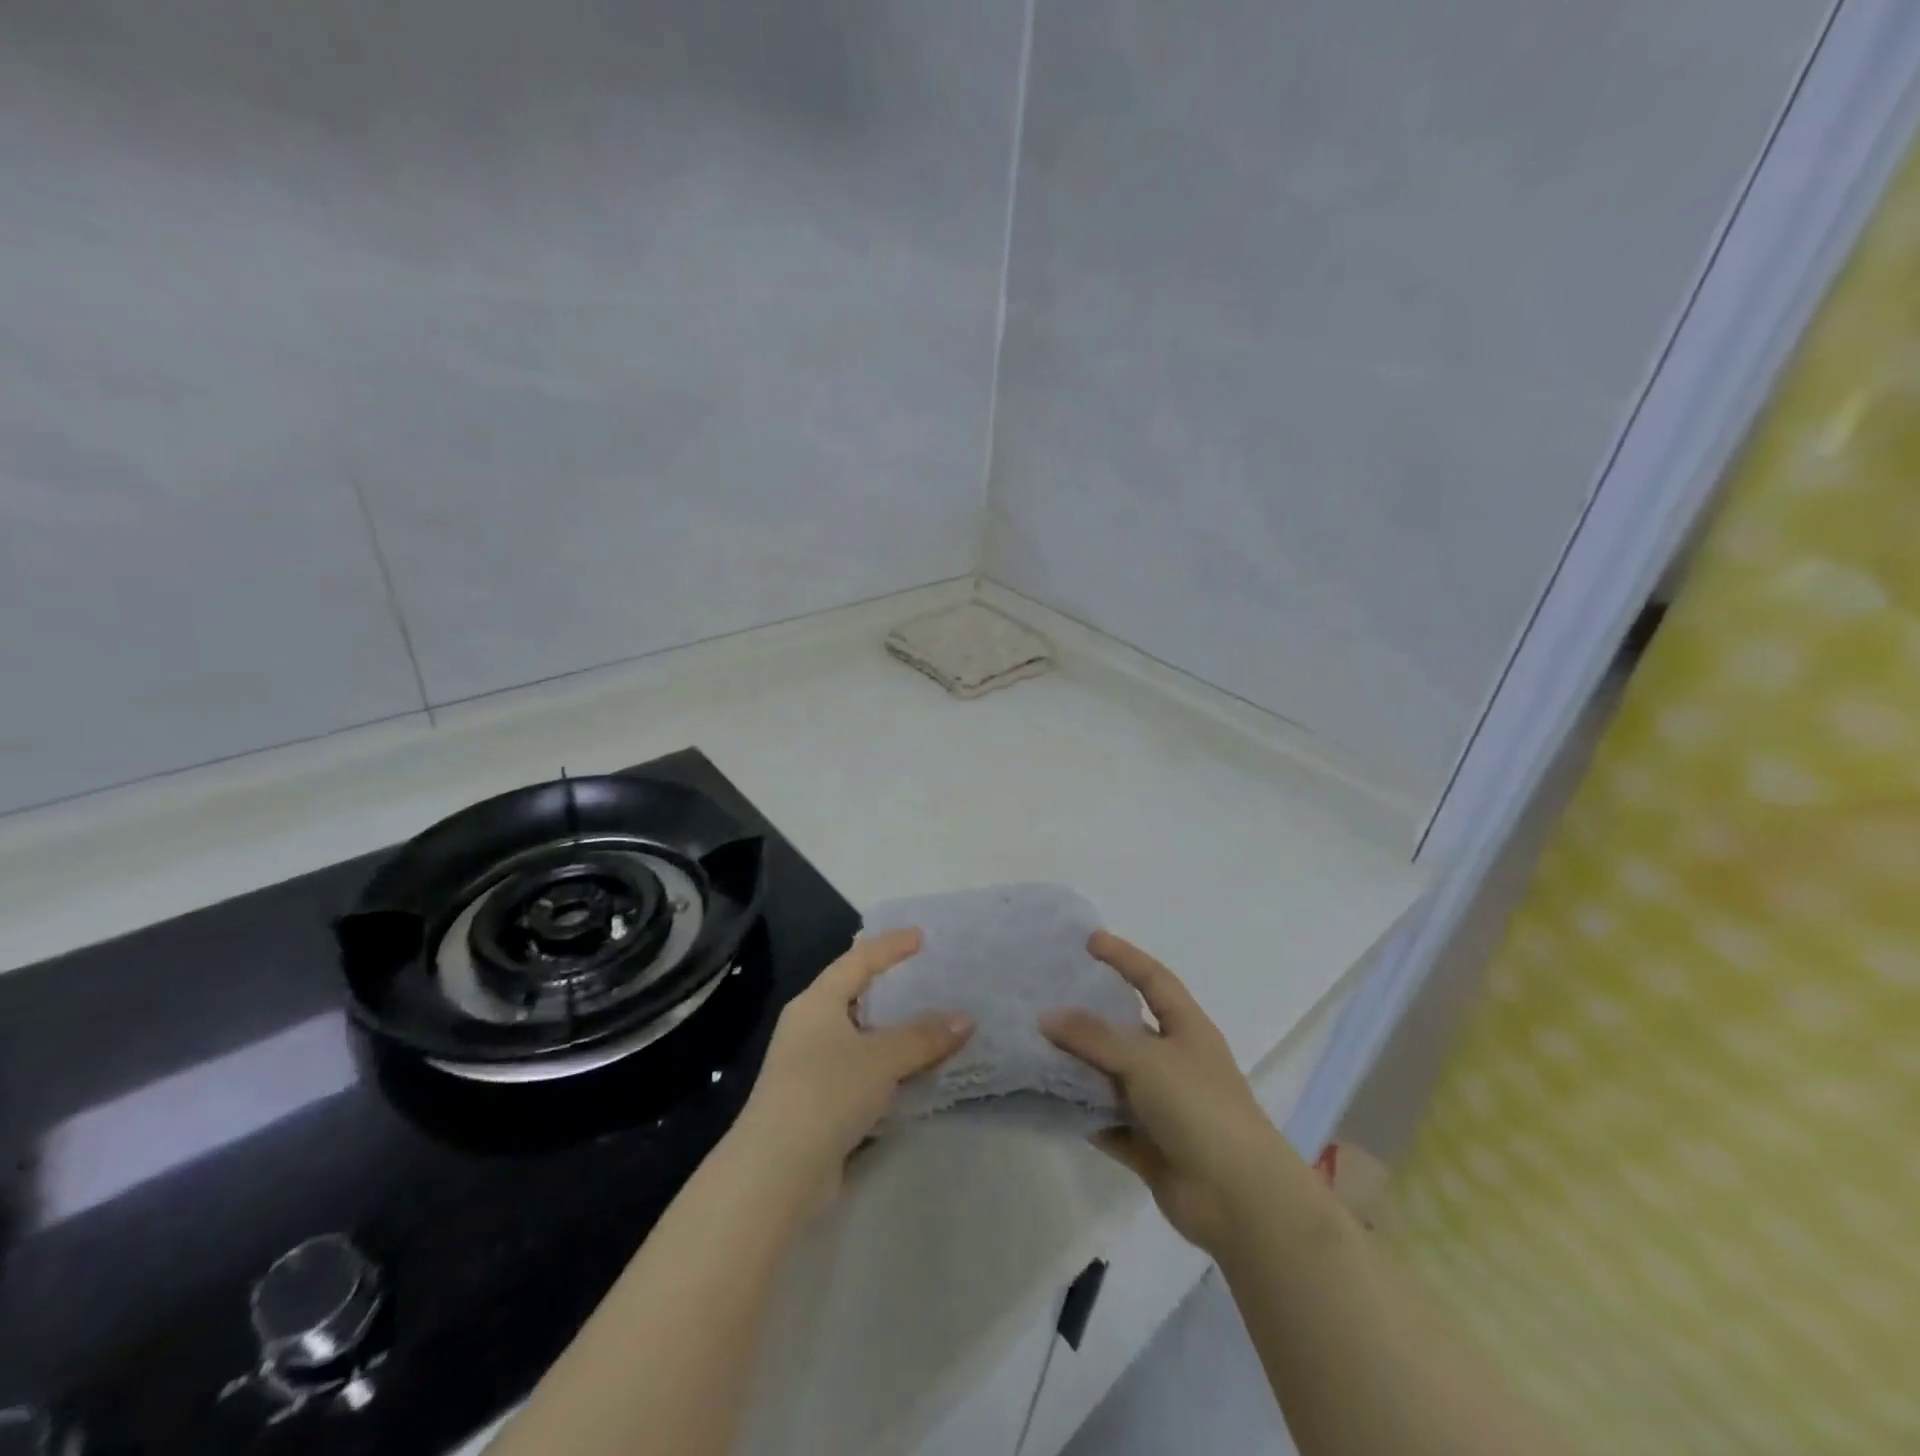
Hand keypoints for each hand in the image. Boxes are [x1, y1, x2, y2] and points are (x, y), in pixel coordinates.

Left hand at [733, 928, 972, 1206]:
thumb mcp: (882, 1058)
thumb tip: (966, 1019)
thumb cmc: (827, 1092)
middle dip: (890, 988)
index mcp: (817, 1003)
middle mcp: (809, 1027)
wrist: (777, 1171)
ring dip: (892, 1033)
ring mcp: (810, 1066)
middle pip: (855, 996)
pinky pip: (860, 1070)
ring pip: (859, 1037)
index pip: (858, 961)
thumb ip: (924, 1037)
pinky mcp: (817, 1102)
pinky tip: (912, 1072)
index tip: (920, 936)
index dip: (890, 946)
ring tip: (930, 1024)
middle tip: (926, 977)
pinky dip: (886, 1066)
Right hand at [1041, 932, 1294, 1254]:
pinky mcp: (1149, 1145)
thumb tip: (1047, 1016)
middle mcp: (1175, 1061)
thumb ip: (1094, 1036)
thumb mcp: (1145, 1059)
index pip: (1153, 979)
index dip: (1124, 956)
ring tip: (1035, 1047)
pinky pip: (1108, 1120)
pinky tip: (1049, 1102)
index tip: (1089, 941)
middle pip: (1126, 1028)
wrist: (1240, 1200)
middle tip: (1047, 996)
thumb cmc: (1200, 1108)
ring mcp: (1163, 1105)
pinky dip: (1083, 1113)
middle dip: (1090, 1014)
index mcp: (1187, 1029)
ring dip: (1080, 1066)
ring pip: (1112, 1076)